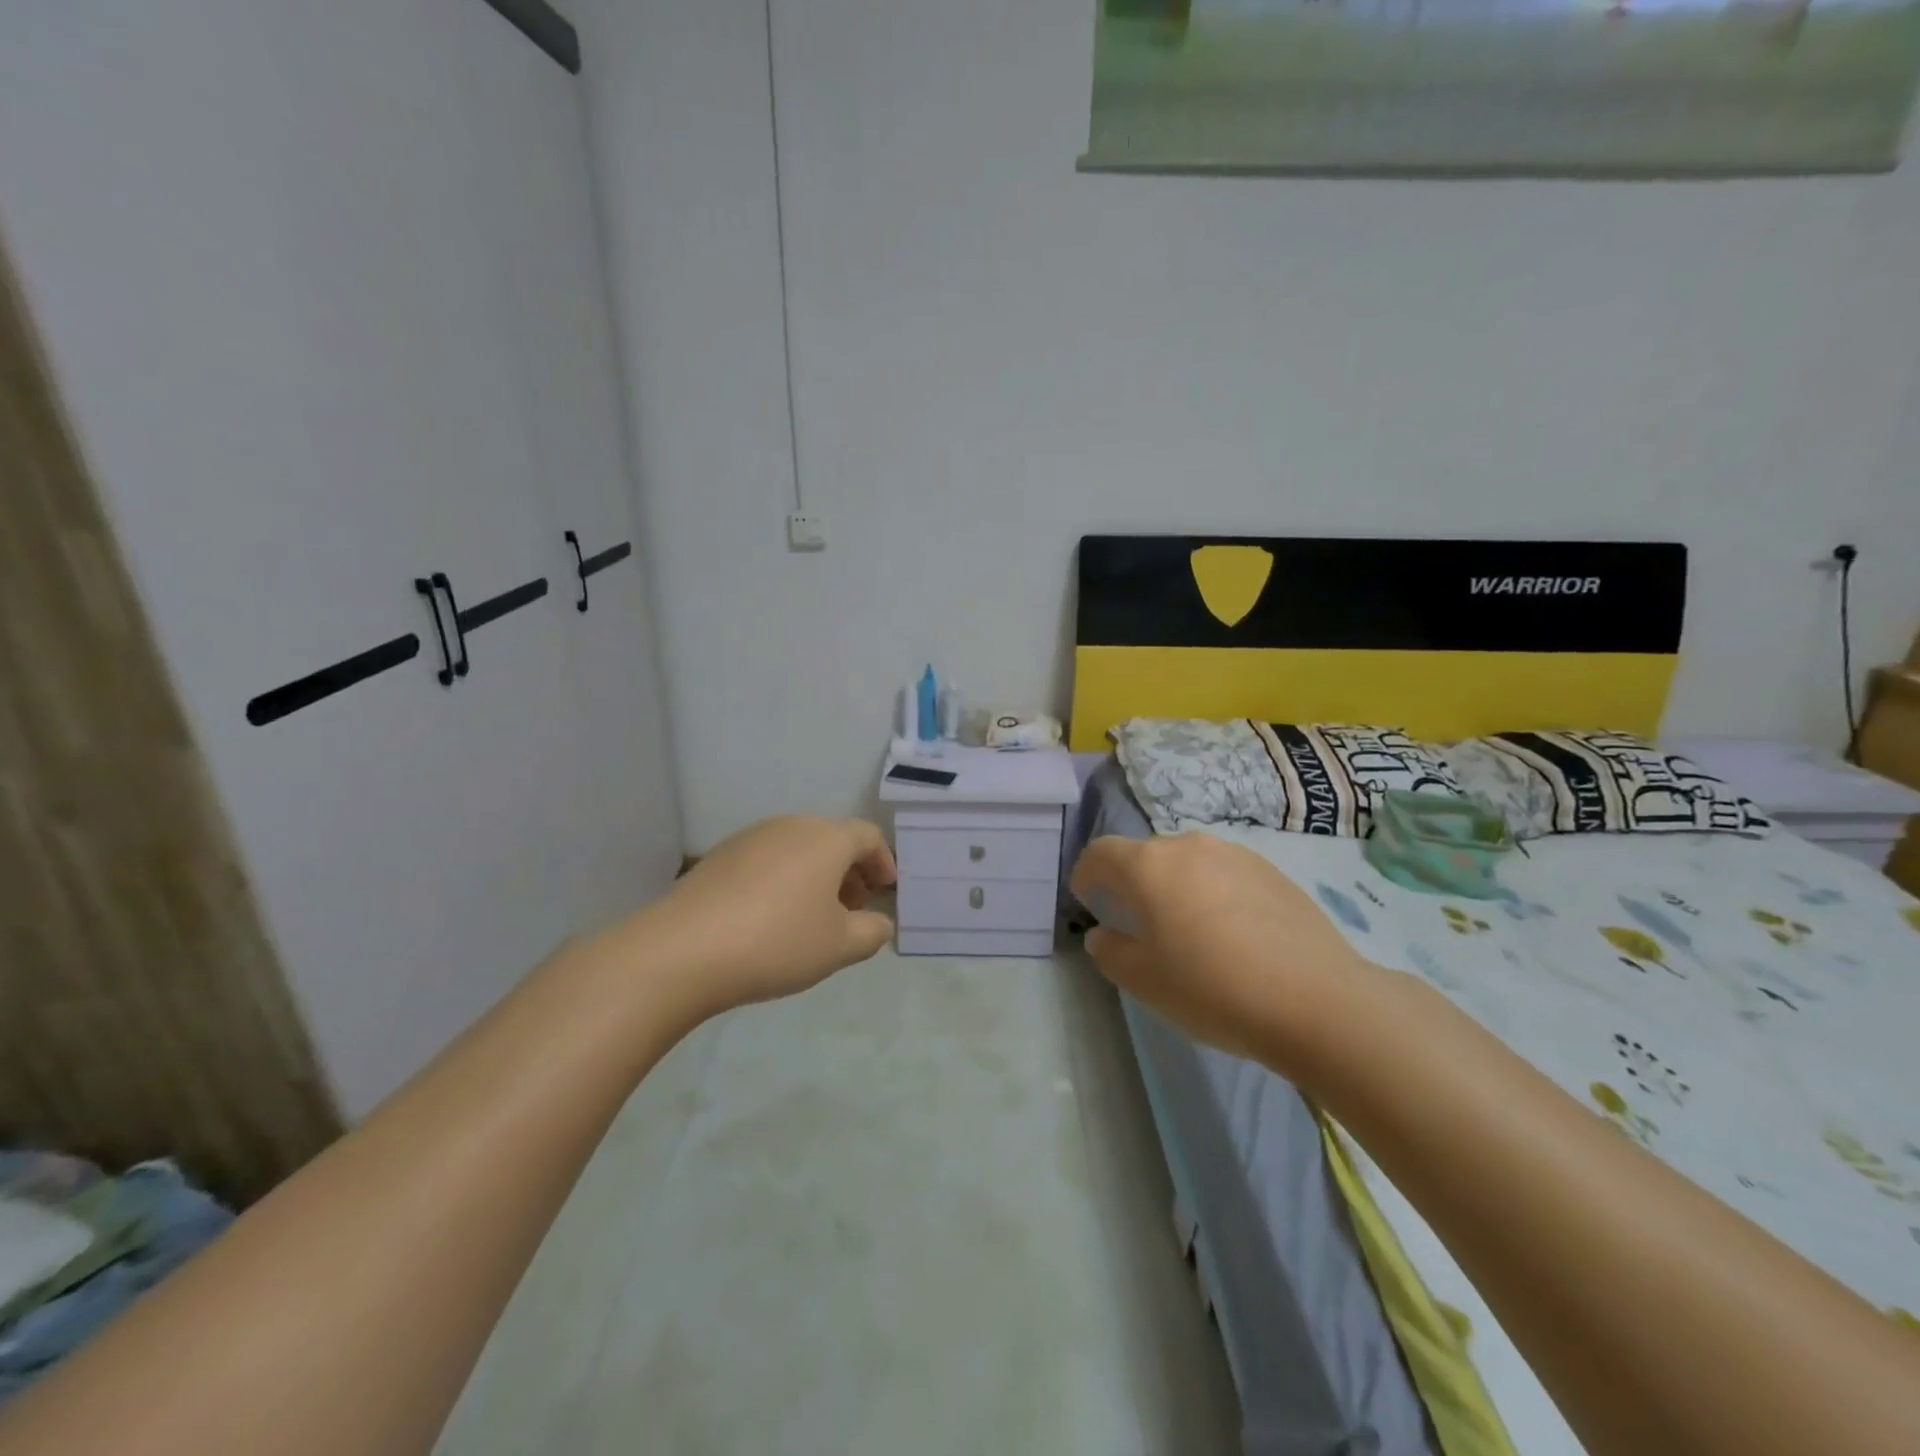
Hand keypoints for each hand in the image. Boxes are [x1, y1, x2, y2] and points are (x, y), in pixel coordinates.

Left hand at [644, 816, 897, 1016]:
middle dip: (849, 871)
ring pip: (798, 848)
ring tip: (812, 917)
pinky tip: (771, 918)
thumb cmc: (777, 942)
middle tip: (853, 909)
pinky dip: (783, 880)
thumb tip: (879, 922)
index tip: (885, 891)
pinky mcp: (719, 856)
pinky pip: (767, 860)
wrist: (682, 950)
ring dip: (816, 876)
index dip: (884, 862)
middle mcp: (790, 825)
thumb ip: (872, 931)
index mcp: (826, 838)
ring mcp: (750, 837)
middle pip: (832, 839)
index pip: (868, 836)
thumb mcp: (840, 946)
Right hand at [1070, 832, 1372, 1062]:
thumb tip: (1103, 934)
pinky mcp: (1273, 872)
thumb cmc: (1212, 988)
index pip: (1101, 853)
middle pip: (1146, 855)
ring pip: (1189, 863)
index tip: (1086, 898)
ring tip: (1186, 928)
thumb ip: (1111, 951)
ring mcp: (1236, 855)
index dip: (1086, 873)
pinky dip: (1212, 893)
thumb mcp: (1144, 980)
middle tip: (1136, 921)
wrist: (1317, 1000)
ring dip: (1175, 886)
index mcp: (1149, 865)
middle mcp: (1190, 847)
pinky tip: (1231, 933)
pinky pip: (1225, 874)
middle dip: (1132, 882)